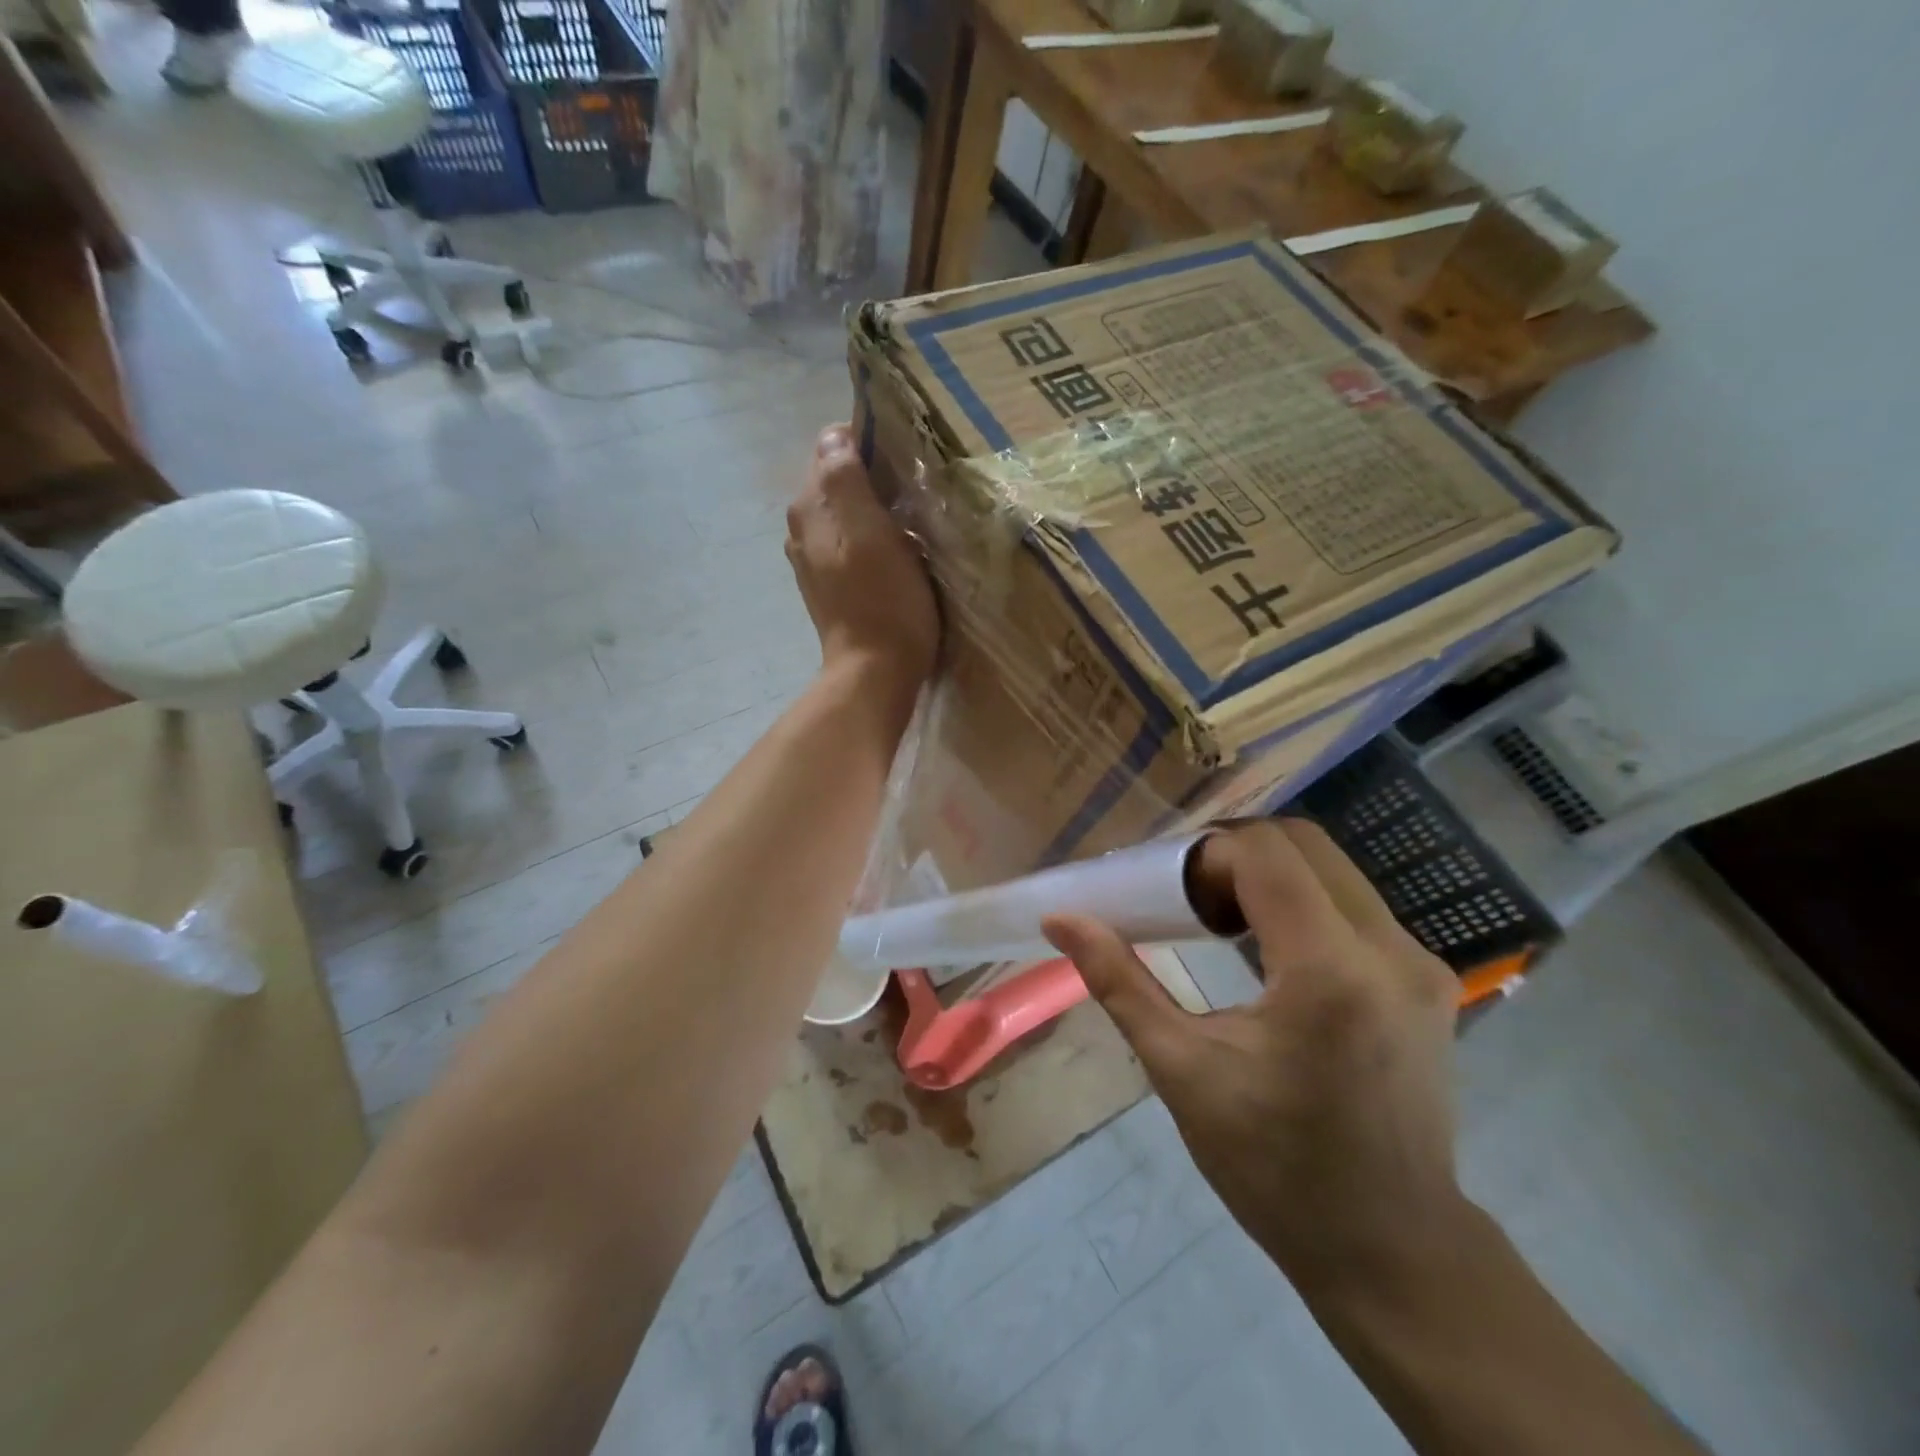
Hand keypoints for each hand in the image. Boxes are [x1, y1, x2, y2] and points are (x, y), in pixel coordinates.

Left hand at [786, 425, 938, 695]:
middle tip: (916, 493)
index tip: (906, 463)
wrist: (875, 673)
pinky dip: (873, 541)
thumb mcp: (869, 530)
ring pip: (847, 514)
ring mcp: (814, 562)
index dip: (871, 445)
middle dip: (874, 478)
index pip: (833, 447)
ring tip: (912, 523)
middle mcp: (802, 528)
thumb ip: (845, 477)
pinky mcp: (831, 588)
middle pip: (839, 482)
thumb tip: (835, 435)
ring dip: (877, 511)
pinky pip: (852, 545)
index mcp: (809, 507)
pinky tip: (898, 556)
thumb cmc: (882, 599)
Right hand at [1044, 819, 1467, 1293]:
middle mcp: (1388, 952)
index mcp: (1327, 973)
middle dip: (1233, 854)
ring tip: (1218, 921)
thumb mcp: (1182, 1071)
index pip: (1265, 854)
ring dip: (1267, 874)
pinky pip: (1354, 903)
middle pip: (1303, 844)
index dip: (1205, 856)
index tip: (1168, 898)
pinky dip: (1300, 899)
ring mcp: (1419, 962)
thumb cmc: (1274, 1168)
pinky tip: (1266, 947)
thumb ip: (1119, 982)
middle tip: (1185, 899)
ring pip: (1332, 867)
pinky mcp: (1427, 978)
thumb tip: (1060, 920)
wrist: (1391, 1250)